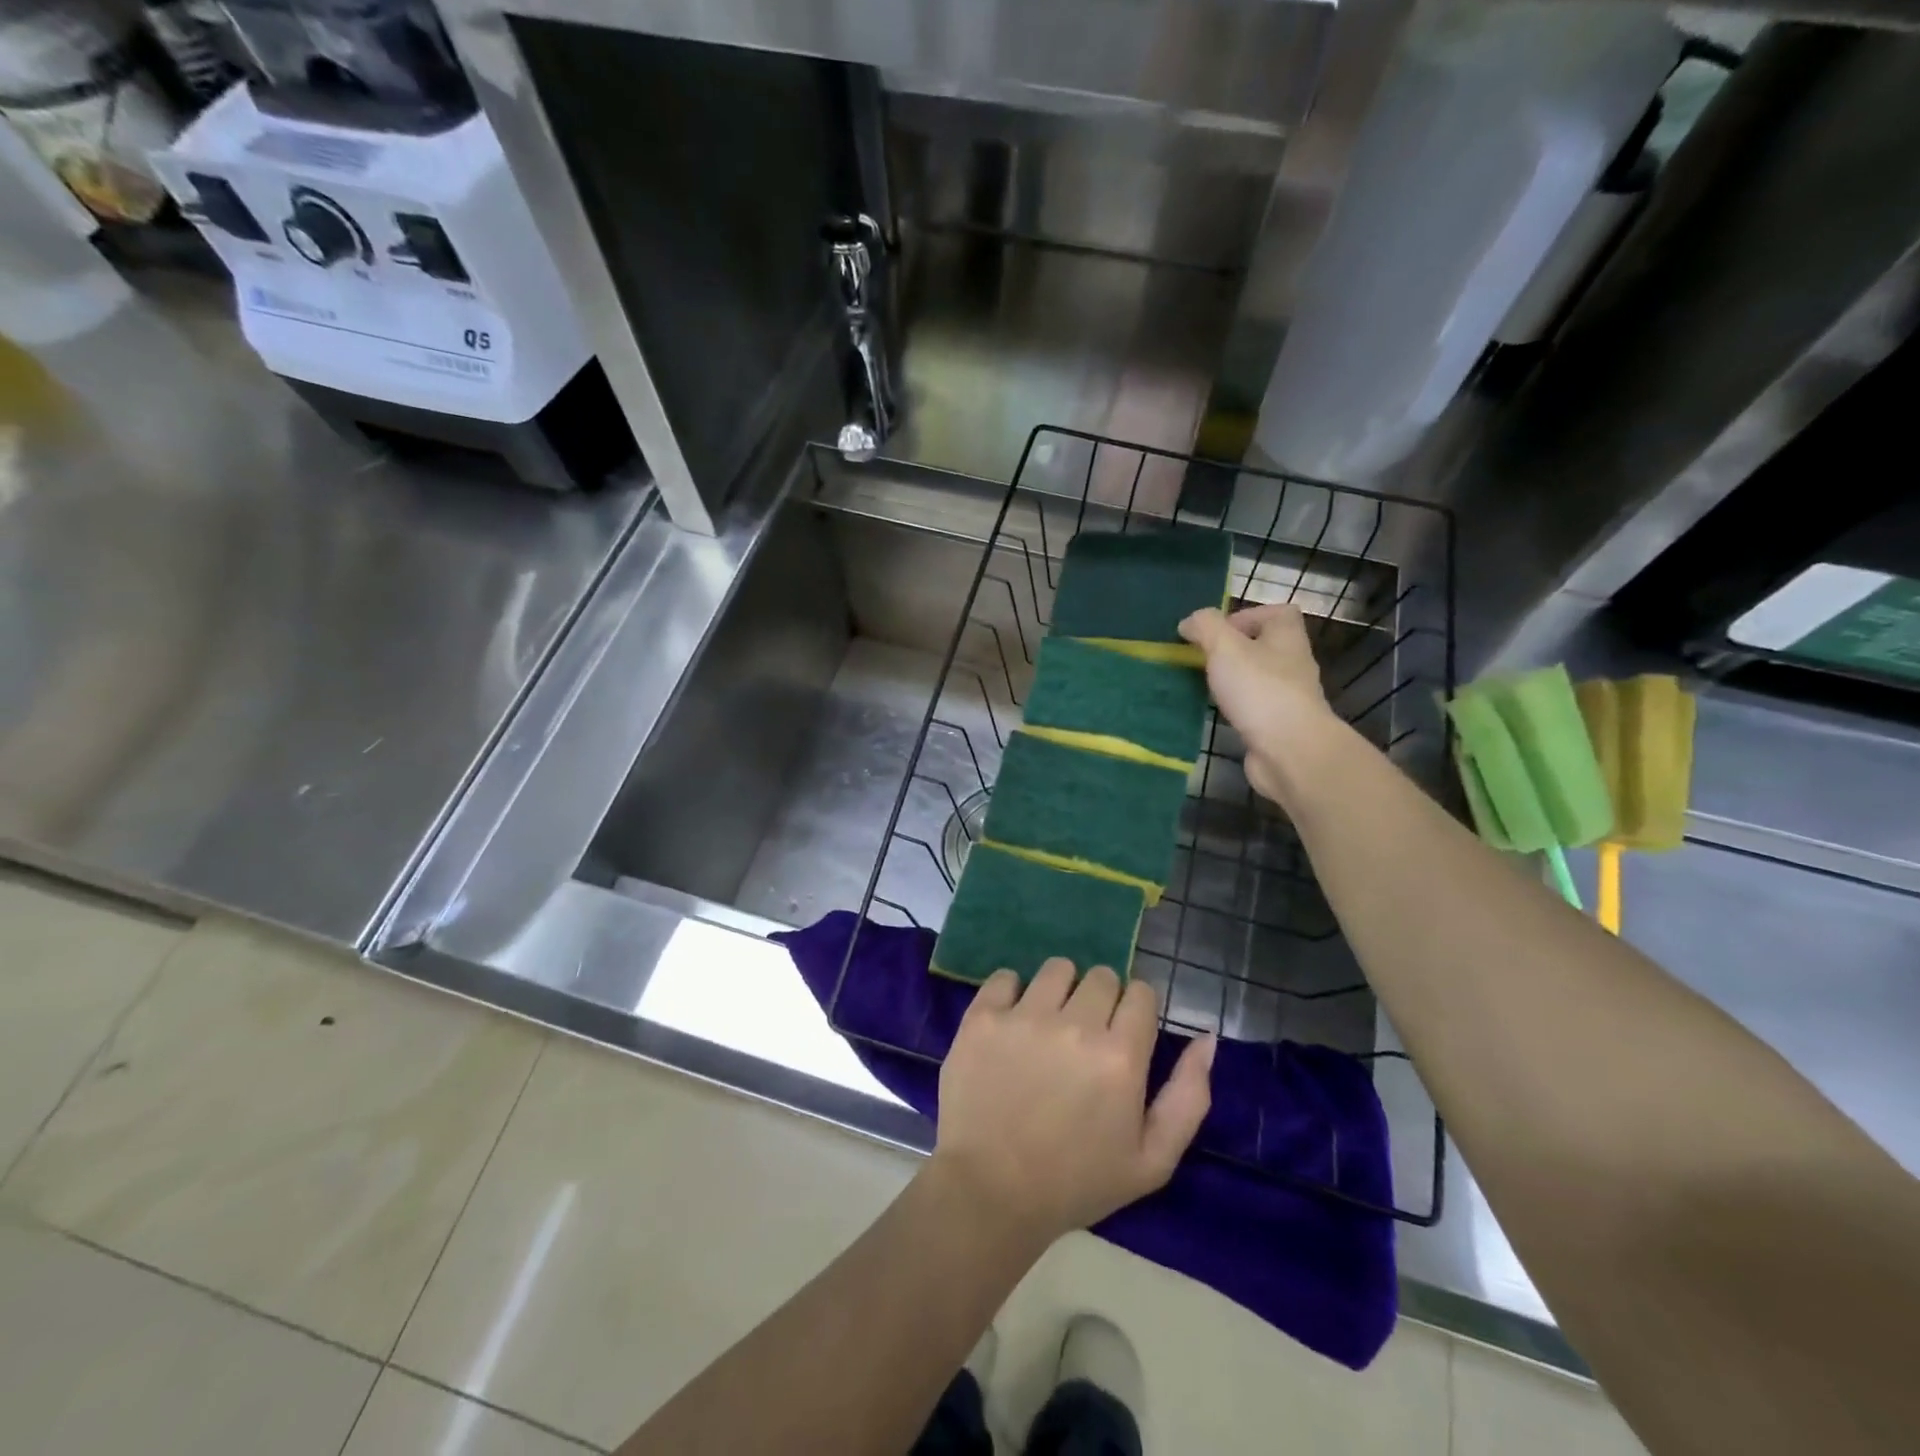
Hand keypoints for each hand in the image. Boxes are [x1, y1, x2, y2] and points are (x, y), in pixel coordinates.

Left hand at [929, 959, 1214, 1248]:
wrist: (991, 1192)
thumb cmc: (1077, 1182)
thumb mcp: (1153, 1160)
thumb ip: (1188, 1095)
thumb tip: (1206, 1037)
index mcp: (1120, 1056)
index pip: (1141, 992)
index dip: (1136, 1010)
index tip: (1123, 1034)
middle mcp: (1075, 1024)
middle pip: (1101, 976)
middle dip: (1101, 1000)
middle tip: (1085, 1036)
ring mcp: (1024, 1016)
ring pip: (1057, 968)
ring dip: (1060, 990)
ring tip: (1049, 1025)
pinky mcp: (983, 1017)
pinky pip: (1005, 976)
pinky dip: (1012, 993)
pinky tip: (1012, 1024)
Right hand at [1179, 604, 1337, 806]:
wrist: (1289, 751)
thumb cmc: (1260, 690)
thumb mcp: (1225, 647)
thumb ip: (1205, 627)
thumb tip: (1189, 622)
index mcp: (1286, 637)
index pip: (1276, 613)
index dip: (1247, 616)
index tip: (1217, 631)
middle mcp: (1292, 663)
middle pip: (1263, 646)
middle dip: (1231, 650)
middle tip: (1201, 659)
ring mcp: (1287, 697)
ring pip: (1256, 678)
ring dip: (1231, 680)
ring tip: (1202, 685)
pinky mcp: (1277, 725)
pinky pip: (1252, 707)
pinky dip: (1234, 707)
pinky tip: (1213, 712)